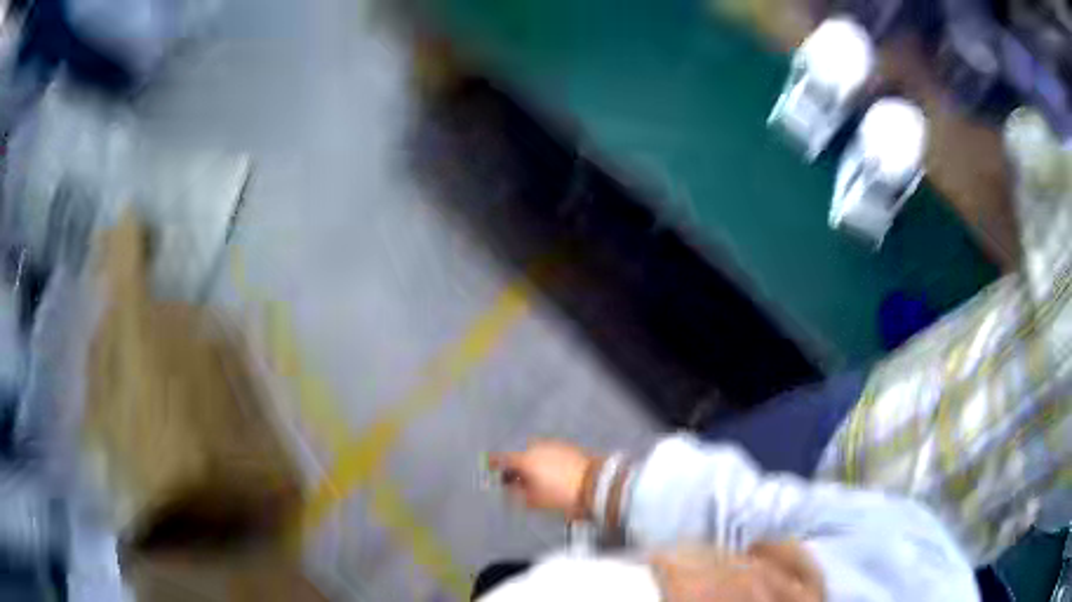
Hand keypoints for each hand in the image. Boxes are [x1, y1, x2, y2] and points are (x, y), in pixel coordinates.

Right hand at [489, 440, 595, 519]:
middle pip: (519, 457)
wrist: (596, 486)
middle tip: (519, 484)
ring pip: (536, 455)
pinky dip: (547, 462)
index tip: (488, 467)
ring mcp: (554, 445)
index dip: (492, 464)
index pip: (501, 459)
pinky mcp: (568, 447)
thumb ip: (516, 495)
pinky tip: (552, 476)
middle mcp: (537, 447)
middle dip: (517, 469)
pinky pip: (550, 454)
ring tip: (538, 482)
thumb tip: (508, 491)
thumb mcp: (534, 501)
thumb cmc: (562, 496)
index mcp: (525, 459)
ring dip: (533, 465)